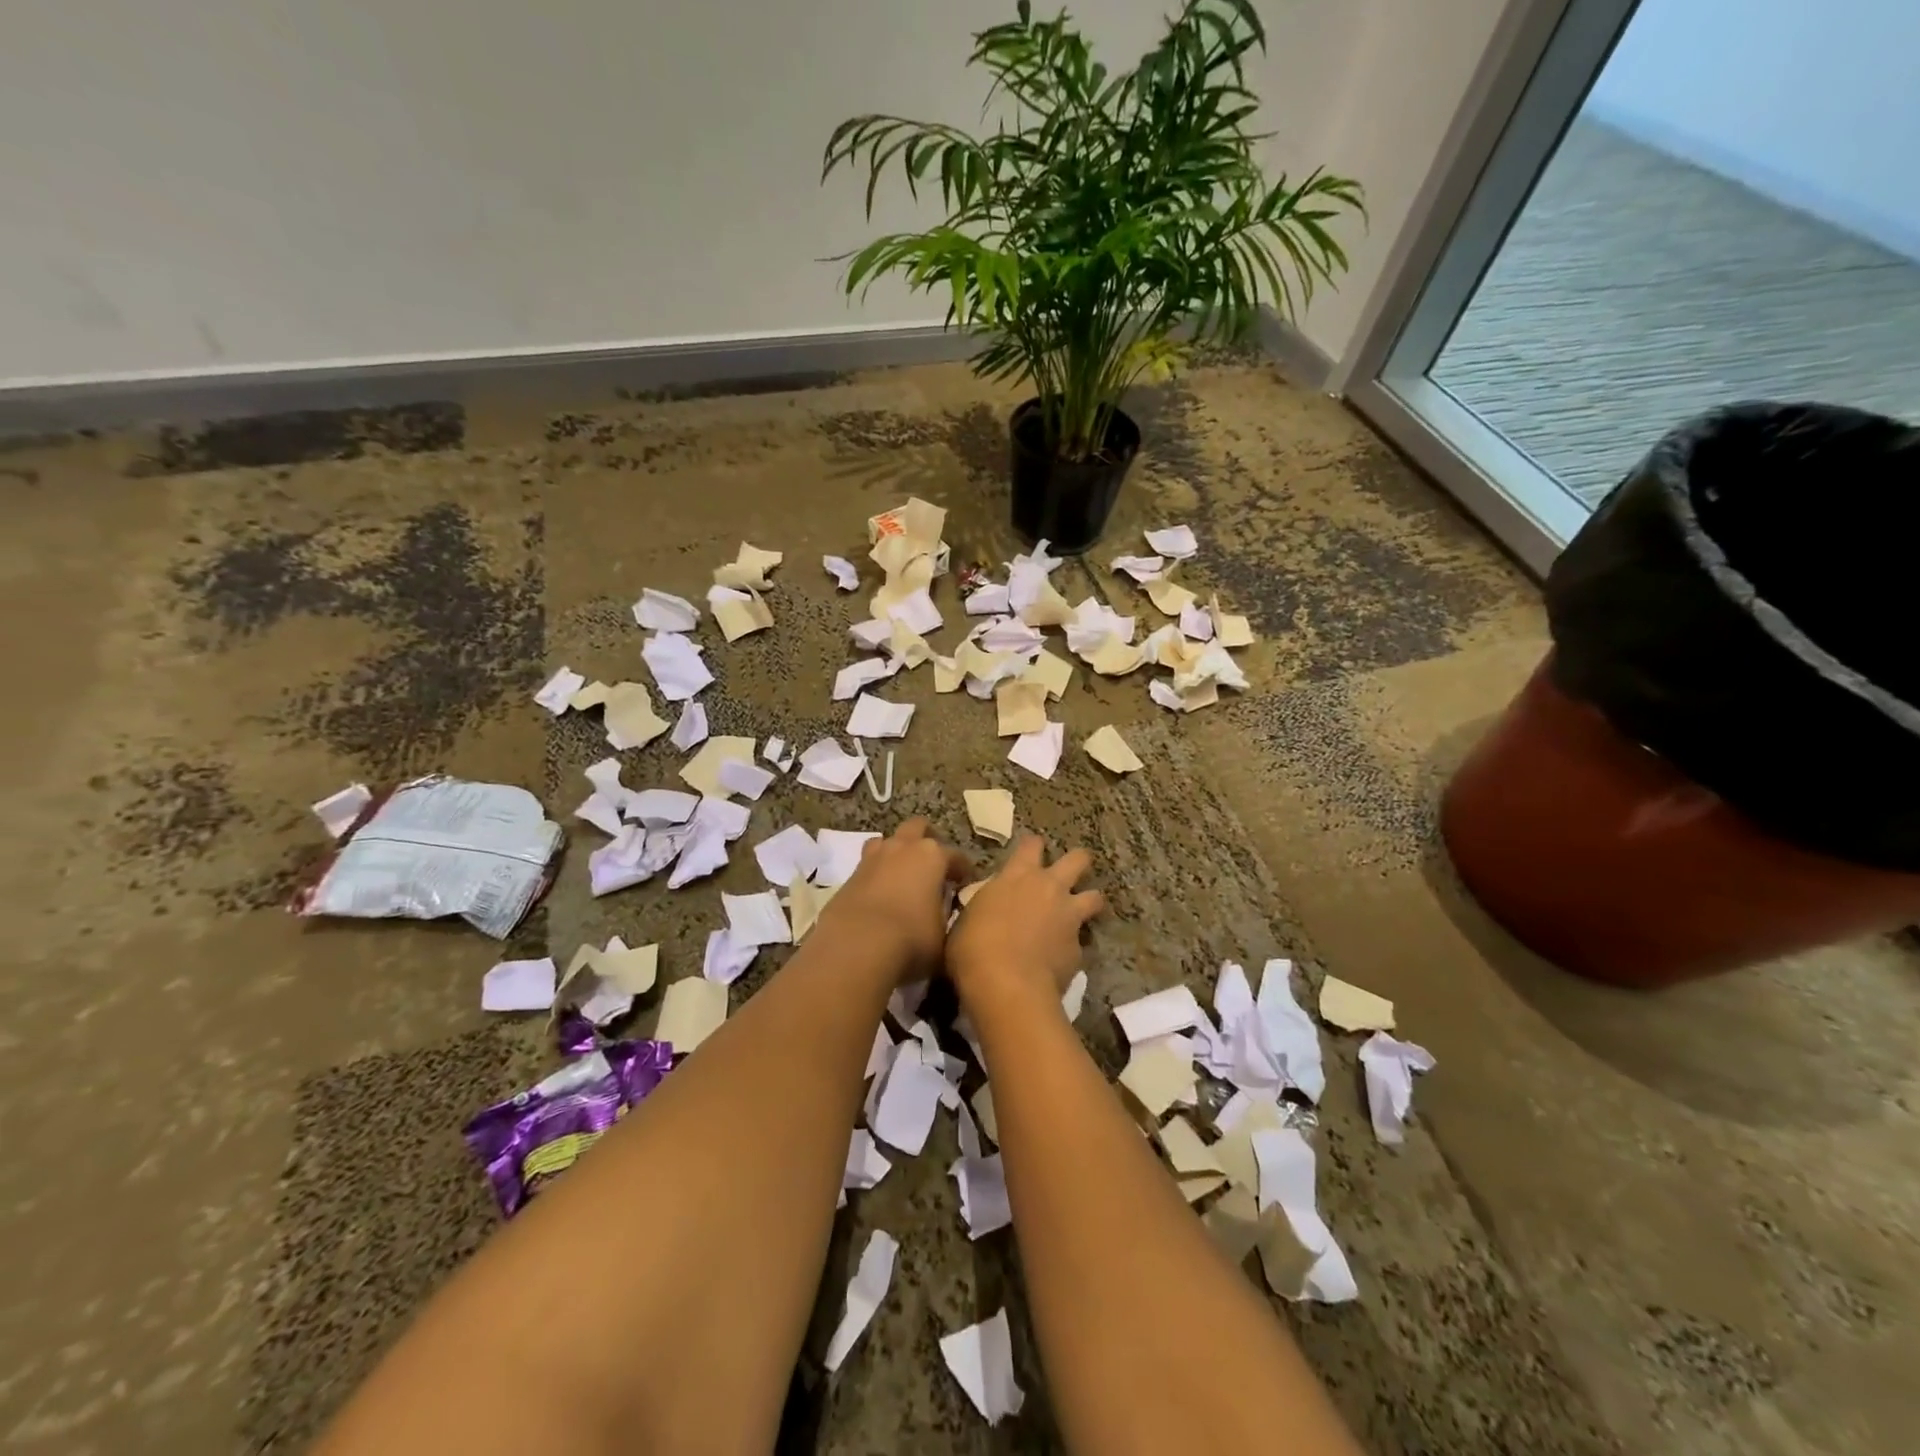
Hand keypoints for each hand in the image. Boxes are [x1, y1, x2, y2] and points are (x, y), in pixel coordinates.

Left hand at [815, 817, 970, 981]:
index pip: (956, 856)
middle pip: (917, 827)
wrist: (857, 946)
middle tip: (933, 863)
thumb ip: (945, 915)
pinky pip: (868, 864)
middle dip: (927, 839)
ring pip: (887, 840)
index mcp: (932, 856)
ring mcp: (873, 858)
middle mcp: (903, 848)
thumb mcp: (943, 933)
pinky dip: (877, 873)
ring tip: (902, 872)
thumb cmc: (911, 938)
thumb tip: (943, 910)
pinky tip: (880, 893)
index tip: (966, 883)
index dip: (963, 870)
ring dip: (897, 851)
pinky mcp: (850, 875)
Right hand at [947, 836, 1103, 1009]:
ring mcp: (1069, 917)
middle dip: (1078, 861)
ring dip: (1089, 900)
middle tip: (1071, 872)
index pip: (1031, 844)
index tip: (1030, 851)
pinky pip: (1081, 941)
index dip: (1033, 846)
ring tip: (1081, 911)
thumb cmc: (973, 948)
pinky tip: (1061, 958)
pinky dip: (1072, 946)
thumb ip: (985, 907)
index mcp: (1017, 875)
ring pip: (1094, 897)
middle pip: (1077, 859)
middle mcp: (1049, 887)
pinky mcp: (1079, 948)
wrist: (1006, 985)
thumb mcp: (969, 918)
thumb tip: (989, 911)